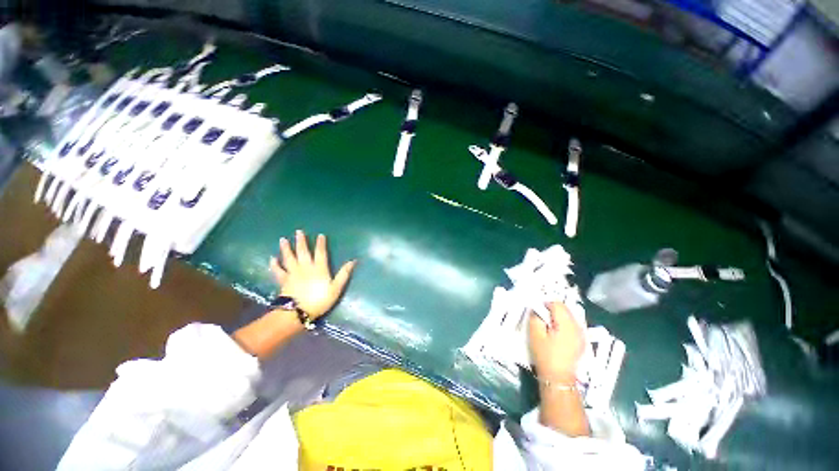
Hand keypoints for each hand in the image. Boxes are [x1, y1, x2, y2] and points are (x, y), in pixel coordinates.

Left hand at [270, 230, 355, 318]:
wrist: (298, 312)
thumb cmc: (319, 300)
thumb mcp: (336, 288)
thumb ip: (344, 274)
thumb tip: (353, 261)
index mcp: (319, 269)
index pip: (321, 253)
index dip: (321, 244)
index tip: (320, 235)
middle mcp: (305, 267)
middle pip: (303, 252)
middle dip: (301, 241)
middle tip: (298, 231)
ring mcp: (293, 273)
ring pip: (289, 258)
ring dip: (286, 248)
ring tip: (282, 239)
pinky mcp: (284, 281)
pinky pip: (278, 270)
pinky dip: (274, 264)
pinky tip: (272, 259)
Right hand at [529, 302, 585, 382]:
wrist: (558, 378)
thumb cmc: (545, 356)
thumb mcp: (535, 334)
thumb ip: (535, 317)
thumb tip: (537, 309)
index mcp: (566, 324)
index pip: (557, 304)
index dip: (545, 303)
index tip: (537, 310)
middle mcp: (578, 327)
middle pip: (565, 308)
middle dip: (553, 309)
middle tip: (541, 317)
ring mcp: (582, 334)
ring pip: (570, 316)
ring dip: (559, 316)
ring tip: (549, 325)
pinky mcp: (582, 341)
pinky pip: (573, 325)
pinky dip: (565, 323)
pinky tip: (557, 332)